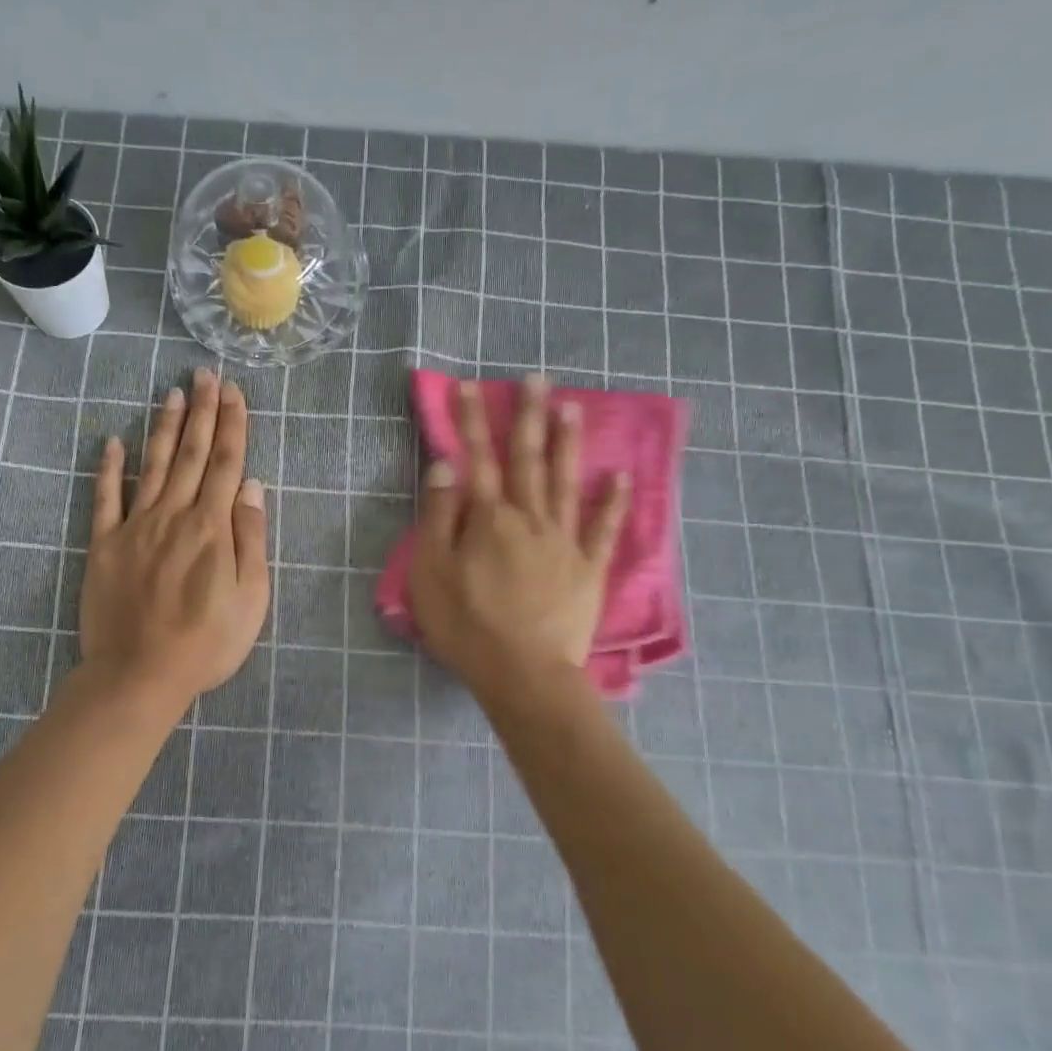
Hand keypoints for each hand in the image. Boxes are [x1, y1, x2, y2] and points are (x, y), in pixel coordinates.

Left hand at [79, 369, 269, 708]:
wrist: (140, 675)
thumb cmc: (206, 643)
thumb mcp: (251, 599)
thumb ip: (251, 539)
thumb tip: (252, 487)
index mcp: (212, 528)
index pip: (227, 465)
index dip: (232, 426)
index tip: (234, 393)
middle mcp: (174, 516)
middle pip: (192, 455)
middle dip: (202, 413)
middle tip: (205, 375)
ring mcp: (135, 527)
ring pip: (153, 466)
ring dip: (164, 428)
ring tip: (172, 393)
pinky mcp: (104, 545)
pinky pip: (105, 498)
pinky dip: (108, 469)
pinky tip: (111, 442)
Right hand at [407, 374, 628, 695]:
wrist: (524, 674)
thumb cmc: (467, 625)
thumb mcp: (432, 572)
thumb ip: (438, 516)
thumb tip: (446, 466)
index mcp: (489, 519)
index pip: (477, 458)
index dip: (471, 420)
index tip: (468, 385)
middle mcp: (530, 519)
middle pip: (528, 460)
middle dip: (528, 416)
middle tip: (535, 377)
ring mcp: (564, 542)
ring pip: (566, 483)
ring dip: (568, 443)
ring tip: (573, 407)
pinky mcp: (588, 570)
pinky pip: (603, 530)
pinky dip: (613, 502)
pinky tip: (620, 477)